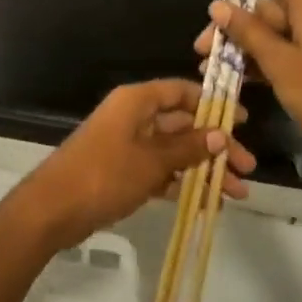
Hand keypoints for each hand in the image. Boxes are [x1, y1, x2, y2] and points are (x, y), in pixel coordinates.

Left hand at [23, 80, 256, 247]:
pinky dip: (181, 182)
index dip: (212, 104)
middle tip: (247, 169)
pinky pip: (160, 170)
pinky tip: (206, 202)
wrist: (53, 209)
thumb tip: (219, 134)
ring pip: (174, 150)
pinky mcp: (122, 171)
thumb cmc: (104, 175)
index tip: (241, 121)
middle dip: (214, 146)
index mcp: (137, 101)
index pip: (181, 92)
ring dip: (203, 168)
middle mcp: (133, 116)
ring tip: (236, 194)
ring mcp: (127, 144)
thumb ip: (187, 148)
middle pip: (182, 124)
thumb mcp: (151, 161)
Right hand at [194, 0, 301, 179]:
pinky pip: (276, 52)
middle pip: (263, 6)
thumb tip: (217, 6)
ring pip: (266, 32)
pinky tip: (231, 77)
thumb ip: (247, 31)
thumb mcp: (277, 60)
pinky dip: (254, 60)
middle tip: (202, 46)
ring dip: (237, 45)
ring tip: (208, 65)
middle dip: (230, 22)